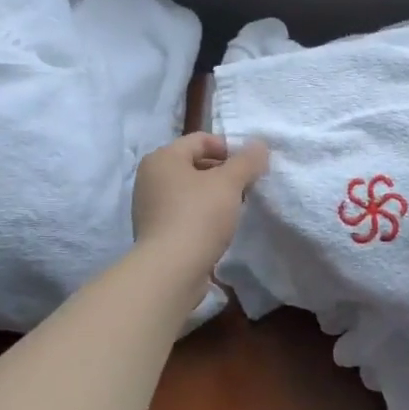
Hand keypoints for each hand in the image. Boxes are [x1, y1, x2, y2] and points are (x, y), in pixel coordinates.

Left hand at [132, 133, 269, 283]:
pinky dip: (201, 214)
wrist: (170, 270)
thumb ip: (247, 161)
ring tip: (234, 209)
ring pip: (189, 190)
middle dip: (222, 173)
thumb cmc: (198, 216)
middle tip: (246, 188)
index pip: (201, 140)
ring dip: (213, 195)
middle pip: (194, 164)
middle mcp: (150, 177)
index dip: (229, 149)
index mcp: (162, 158)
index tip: (250, 167)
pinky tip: (217, 228)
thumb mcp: (228, 183)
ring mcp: (149, 206)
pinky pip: (183, 212)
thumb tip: (259, 145)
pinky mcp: (154, 232)